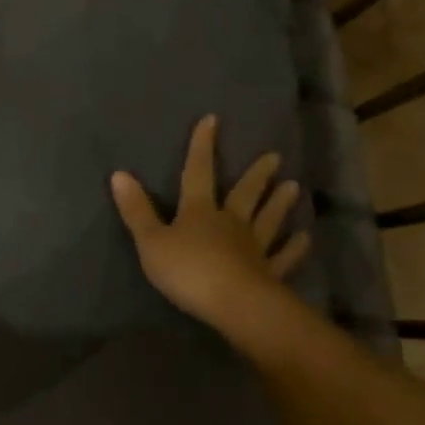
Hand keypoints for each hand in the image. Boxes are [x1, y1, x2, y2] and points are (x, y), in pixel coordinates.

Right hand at [111, 115, 309, 330]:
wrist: (233, 304)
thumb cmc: (188, 271)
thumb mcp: (151, 242)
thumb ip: (136, 211)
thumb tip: (119, 173)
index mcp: (199, 212)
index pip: (198, 172)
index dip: (202, 147)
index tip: (212, 120)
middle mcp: (231, 223)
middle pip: (244, 194)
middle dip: (256, 175)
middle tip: (274, 156)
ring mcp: (254, 247)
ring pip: (268, 220)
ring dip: (279, 204)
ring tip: (294, 186)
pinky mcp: (270, 273)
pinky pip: (284, 256)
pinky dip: (295, 247)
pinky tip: (305, 238)